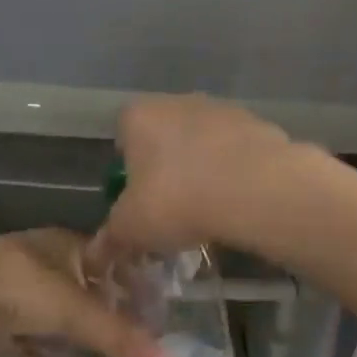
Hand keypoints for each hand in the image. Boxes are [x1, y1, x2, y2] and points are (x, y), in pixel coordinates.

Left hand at [0, 229, 163, 356]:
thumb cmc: (18, 285)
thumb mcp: (75, 311)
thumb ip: (119, 337)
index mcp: (70, 248)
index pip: (114, 263)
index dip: (136, 285)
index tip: (159, 312)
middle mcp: (46, 266)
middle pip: (85, 292)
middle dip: (107, 316)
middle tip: (136, 343)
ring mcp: (14, 293)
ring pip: (53, 318)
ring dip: (73, 339)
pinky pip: (22, 342)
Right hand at [93, 95, 306, 260]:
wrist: (255, 190)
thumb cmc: (177, 201)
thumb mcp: (131, 229)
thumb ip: (112, 237)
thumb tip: (97, 254)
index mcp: (139, 115)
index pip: (123, 137)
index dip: (128, 171)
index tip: (139, 202)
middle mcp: (180, 101)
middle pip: (166, 137)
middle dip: (168, 168)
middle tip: (173, 210)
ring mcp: (224, 110)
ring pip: (205, 143)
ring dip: (205, 169)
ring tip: (211, 210)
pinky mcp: (259, 125)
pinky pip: (238, 152)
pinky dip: (237, 172)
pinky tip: (240, 202)